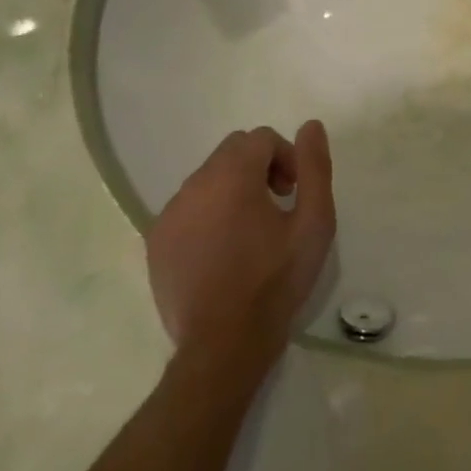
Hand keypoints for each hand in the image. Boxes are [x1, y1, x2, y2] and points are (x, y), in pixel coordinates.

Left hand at [146, 123, 335, 369]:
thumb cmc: (276, 280)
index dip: (286, 157)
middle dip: (260, 167)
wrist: (224, 344)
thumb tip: (311, 126)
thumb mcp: (314, 222)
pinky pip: (187, 208)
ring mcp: (169, 215)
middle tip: (279, 205)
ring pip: (207, 179)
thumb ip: (315, 168)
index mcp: (232, 176)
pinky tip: (224, 250)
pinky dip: (208, 214)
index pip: (260, 138)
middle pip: (232, 152)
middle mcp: (194, 186)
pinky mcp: (156, 242)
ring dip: (233, 189)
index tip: (294, 192)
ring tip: (252, 231)